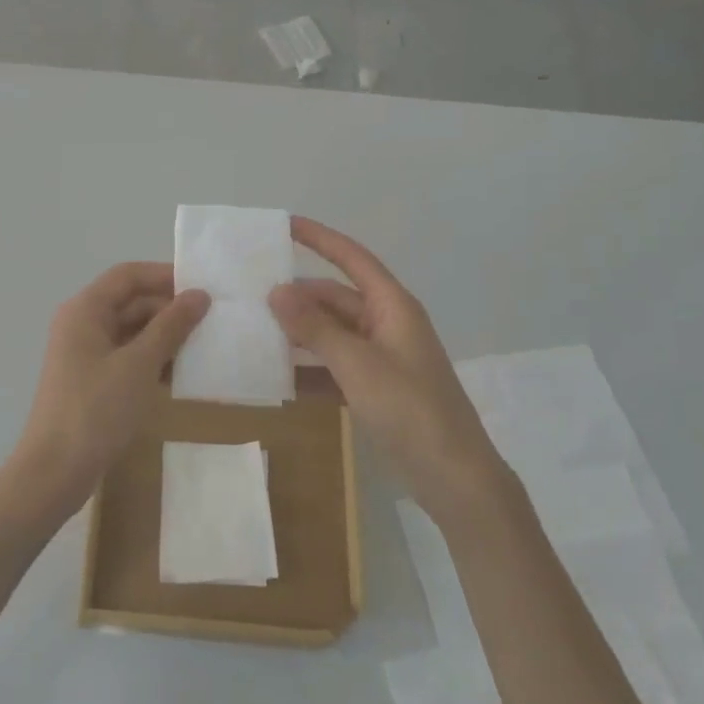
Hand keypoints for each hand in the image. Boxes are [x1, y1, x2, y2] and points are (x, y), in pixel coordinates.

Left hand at [0, 263, 210, 525]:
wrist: (54, 472)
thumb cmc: (96, 410)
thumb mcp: (139, 365)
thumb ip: (170, 326)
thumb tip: (199, 295)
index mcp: (85, 310)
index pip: (128, 275)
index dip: (164, 275)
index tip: (203, 286)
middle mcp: (82, 325)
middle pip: (130, 302)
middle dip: (169, 309)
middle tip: (212, 320)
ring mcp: (85, 355)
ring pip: (131, 332)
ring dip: (164, 337)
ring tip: (204, 346)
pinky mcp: (92, 382)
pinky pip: (127, 358)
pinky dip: (152, 361)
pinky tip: (181, 376)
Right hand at [270, 218, 504, 522]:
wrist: (454, 478)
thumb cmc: (410, 410)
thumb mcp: (358, 365)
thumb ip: (315, 328)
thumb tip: (276, 290)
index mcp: (392, 307)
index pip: (351, 258)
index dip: (319, 238)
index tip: (283, 225)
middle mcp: (386, 324)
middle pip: (334, 298)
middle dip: (296, 297)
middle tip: (250, 296)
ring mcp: (381, 358)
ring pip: (331, 334)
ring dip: (298, 334)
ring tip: (253, 332)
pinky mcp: (375, 389)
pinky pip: (334, 367)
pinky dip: (309, 370)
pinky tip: (276, 378)